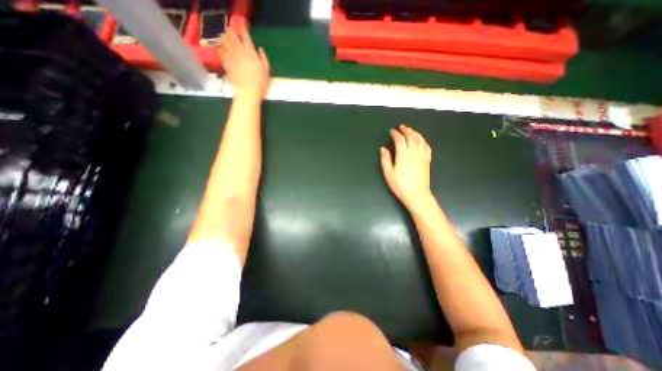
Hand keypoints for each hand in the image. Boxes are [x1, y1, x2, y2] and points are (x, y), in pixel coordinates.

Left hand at [221, 27, 269, 96]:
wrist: (248, 91)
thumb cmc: (260, 83)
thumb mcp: (266, 71)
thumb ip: (263, 58)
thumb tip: (260, 49)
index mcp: (251, 52)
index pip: (246, 37)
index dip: (243, 31)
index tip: (242, 28)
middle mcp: (239, 51)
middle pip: (232, 36)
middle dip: (231, 32)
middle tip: (230, 30)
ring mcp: (231, 56)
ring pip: (224, 41)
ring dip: (224, 38)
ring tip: (224, 36)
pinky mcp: (226, 63)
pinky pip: (221, 52)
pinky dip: (221, 48)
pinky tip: (222, 49)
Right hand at [378, 125, 434, 211]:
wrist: (417, 195)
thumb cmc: (400, 185)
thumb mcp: (388, 174)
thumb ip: (385, 159)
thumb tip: (383, 148)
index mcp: (403, 155)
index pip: (400, 139)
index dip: (395, 134)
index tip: (392, 131)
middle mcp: (414, 152)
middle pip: (412, 136)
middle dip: (406, 130)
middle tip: (401, 127)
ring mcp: (422, 155)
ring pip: (420, 139)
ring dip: (415, 133)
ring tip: (410, 130)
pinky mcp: (427, 160)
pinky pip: (426, 146)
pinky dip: (423, 140)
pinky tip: (420, 140)